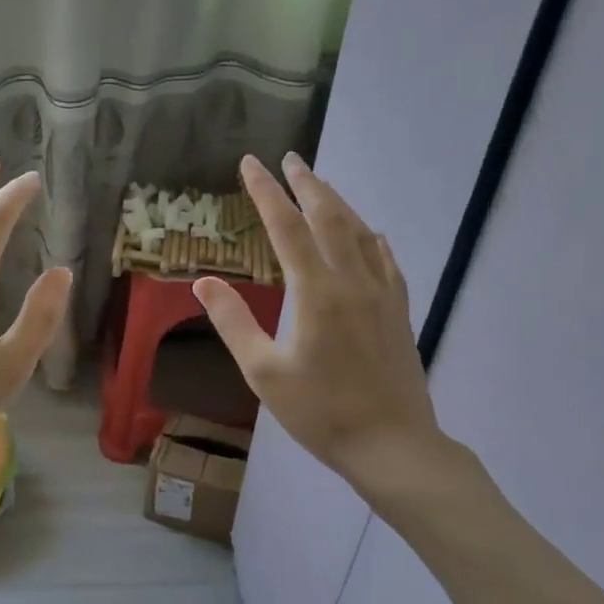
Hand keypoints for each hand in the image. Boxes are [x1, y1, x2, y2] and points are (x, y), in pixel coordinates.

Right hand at [194, 153, 466, 509]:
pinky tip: (369, 233)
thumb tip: (204, 282)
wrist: (392, 444)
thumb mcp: (263, 372)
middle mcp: (352, 281)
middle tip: (290, 158)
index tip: (251, 163)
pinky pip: (385, 258)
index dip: (266, 192)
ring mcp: (382, 293)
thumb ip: (233, 322)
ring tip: (319, 185)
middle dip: (307, 184)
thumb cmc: (320, 412)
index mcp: (316, 292)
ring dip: (338, 202)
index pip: (286, 227)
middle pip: (329, 217)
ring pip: (361, 232)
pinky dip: (370, 236)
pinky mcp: (399, 310)